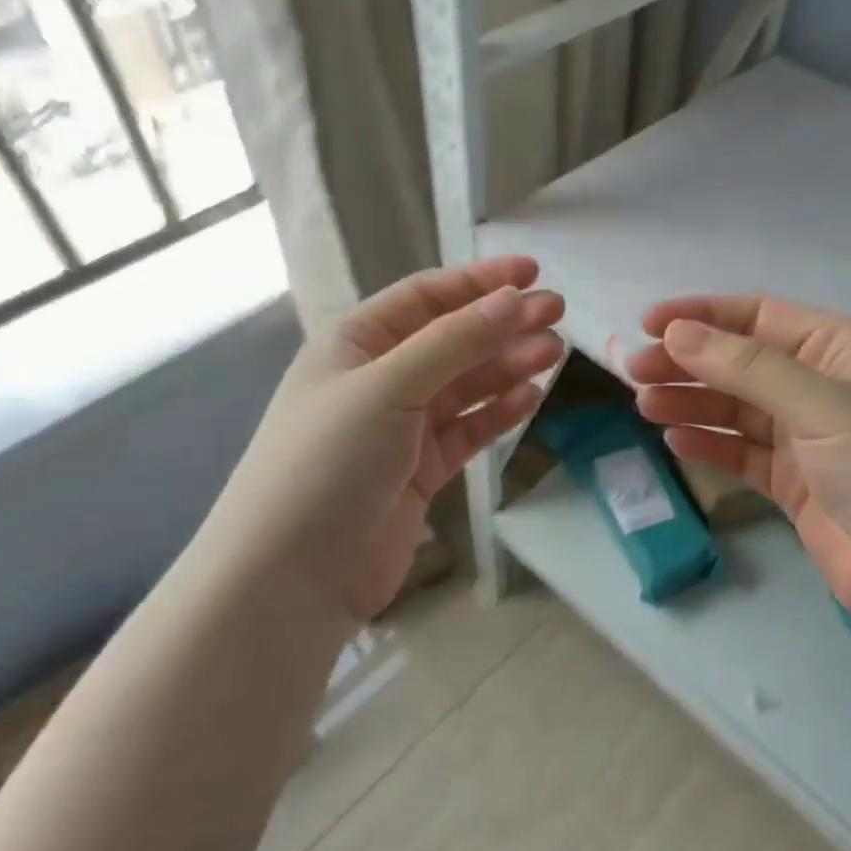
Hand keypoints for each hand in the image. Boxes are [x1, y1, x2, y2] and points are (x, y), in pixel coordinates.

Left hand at [210, 256, 563, 620]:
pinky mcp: (420, 471)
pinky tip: (531, 398)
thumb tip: (513, 300)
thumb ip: (454, 342)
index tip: (533, 273)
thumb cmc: (328, 463)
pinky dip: (498, 413)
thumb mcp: (388, 388)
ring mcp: (400, 428)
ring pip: (465, 386)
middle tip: (558, 313)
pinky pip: (466, 430)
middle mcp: (378, 378)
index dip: (479, 281)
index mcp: (355, 343)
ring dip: (507, 366)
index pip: (425, 297)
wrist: (292, 576)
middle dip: (503, 324)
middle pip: (452, 340)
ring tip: (554, 353)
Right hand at [627, 295, 850, 628]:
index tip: (648, 325)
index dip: (703, 317)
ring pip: (735, 408)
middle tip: (634, 373)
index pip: (759, 317)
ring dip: (691, 403)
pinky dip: (709, 445)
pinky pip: (741, 453)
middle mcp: (819, 386)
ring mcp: (805, 437)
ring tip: (645, 406)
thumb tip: (678, 333)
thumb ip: (748, 368)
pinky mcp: (793, 483)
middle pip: (739, 364)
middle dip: (687, 364)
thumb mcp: (823, 405)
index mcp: (838, 350)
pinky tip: (675, 442)